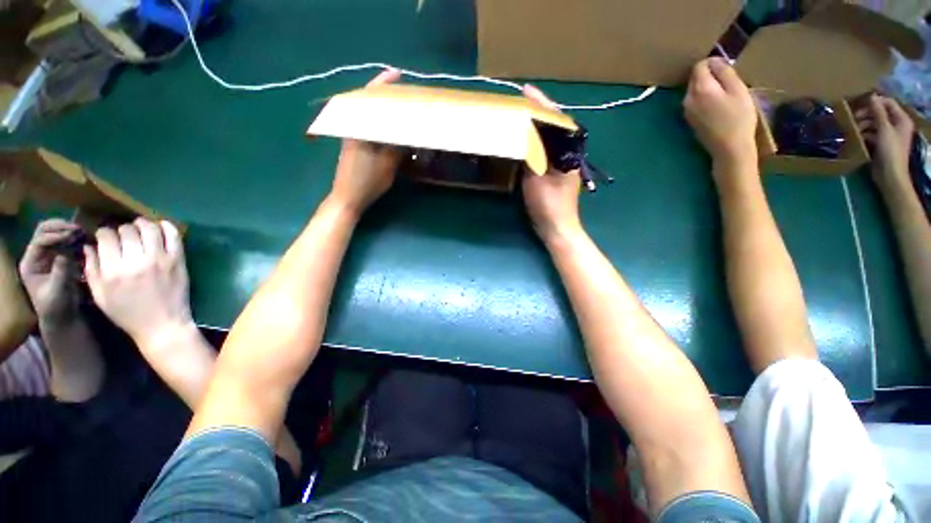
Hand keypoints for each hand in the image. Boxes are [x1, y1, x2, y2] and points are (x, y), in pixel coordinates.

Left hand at [19, 219, 81, 326]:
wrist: (61, 316)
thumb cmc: (56, 306)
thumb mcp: (57, 291)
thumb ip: (60, 272)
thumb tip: (67, 253)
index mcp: (30, 264)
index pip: (39, 241)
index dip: (55, 236)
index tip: (72, 235)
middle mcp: (36, 256)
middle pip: (43, 232)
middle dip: (58, 227)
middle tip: (77, 228)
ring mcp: (47, 256)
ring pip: (52, 232)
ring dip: (65, 229)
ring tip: (81, 232)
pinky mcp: (59, 257)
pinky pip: (63, 241)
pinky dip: (72, 236)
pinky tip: (82, 239)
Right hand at [84, 218, 192, 350]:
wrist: (163, 325)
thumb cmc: (127, 314)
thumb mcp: (100, 295)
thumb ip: (91, 269)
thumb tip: (88, 245)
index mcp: (113, 271)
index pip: (106, 237)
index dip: (105, 233)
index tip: (107, 237)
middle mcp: (135, 262)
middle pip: (127, 230)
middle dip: (122, 229)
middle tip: (124, 235)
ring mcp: (159, 260)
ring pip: (149, 228)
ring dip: (143, 224)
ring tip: (140, 227)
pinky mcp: (178, 261)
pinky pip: (174, 236)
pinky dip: (167, 227)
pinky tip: (160, 226)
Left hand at [329, 69, 403, 215]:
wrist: (347, 197)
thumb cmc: (367, 182)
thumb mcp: (387, 165)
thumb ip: (397, 147)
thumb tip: (407, 134)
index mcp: (359, 128)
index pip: (370, 99)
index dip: (383, 85)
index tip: (396, 74)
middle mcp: (353, 128)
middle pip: (367, 103)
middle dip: (383, 94)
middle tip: (401, 91)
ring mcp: (352, 136)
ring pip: (367, 115)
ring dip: (381, 108)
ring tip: (397, 106)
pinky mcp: (354, 145)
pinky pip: (367, 126)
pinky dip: (378, 122)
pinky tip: (389, 127)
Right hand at [520, 84, 583, 243]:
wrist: (558, 227)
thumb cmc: (549, 205)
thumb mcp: (537, 180)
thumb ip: (532, 156)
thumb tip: (525, 134)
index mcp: (568, 153)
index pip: (556, 121)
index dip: (541, 105)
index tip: (527, 90)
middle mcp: (568, 154)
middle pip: (555, 125)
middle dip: (540, 110)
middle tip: (523, 100)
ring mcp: (563, 163)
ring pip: (551, 137)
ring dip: (538, 124)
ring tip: (523, 113)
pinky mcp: (556, 172)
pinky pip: (547, 149)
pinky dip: (536, 140)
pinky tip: (527, 138)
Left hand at [684, 58, 757, 166]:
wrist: (729, 148)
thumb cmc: (738, 118)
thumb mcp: (738, 90)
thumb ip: (724, 72)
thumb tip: (715, 60)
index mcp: (699, 89)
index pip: (699, 66)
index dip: (713, 62)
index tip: (728, 68)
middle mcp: (688, 99)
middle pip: (696, 78)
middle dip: (711, 75)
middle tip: (730, 82)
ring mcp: (686, 111)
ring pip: (695, 90)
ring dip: (709, 87)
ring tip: (726, 95)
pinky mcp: (689, 120)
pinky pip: (695, 102)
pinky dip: (705, 98)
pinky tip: (719, 106)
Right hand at [855, 94, 914, 190]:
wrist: (890, 175)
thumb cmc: (890, 151)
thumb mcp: (884, 130)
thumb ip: (878, 112)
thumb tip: (871, 96)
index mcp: (901, 119)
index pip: (888, 103)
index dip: (875, 102)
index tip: (860, 104)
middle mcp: (897, 125)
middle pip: (880, 113)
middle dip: (867, 114)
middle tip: (853, 118)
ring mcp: (889, 135)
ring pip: (875, 124)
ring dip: (863, 124)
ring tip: (853, 129)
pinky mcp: (882, 143)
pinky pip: (872, 134)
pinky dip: (864, 134)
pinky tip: (856, 137)